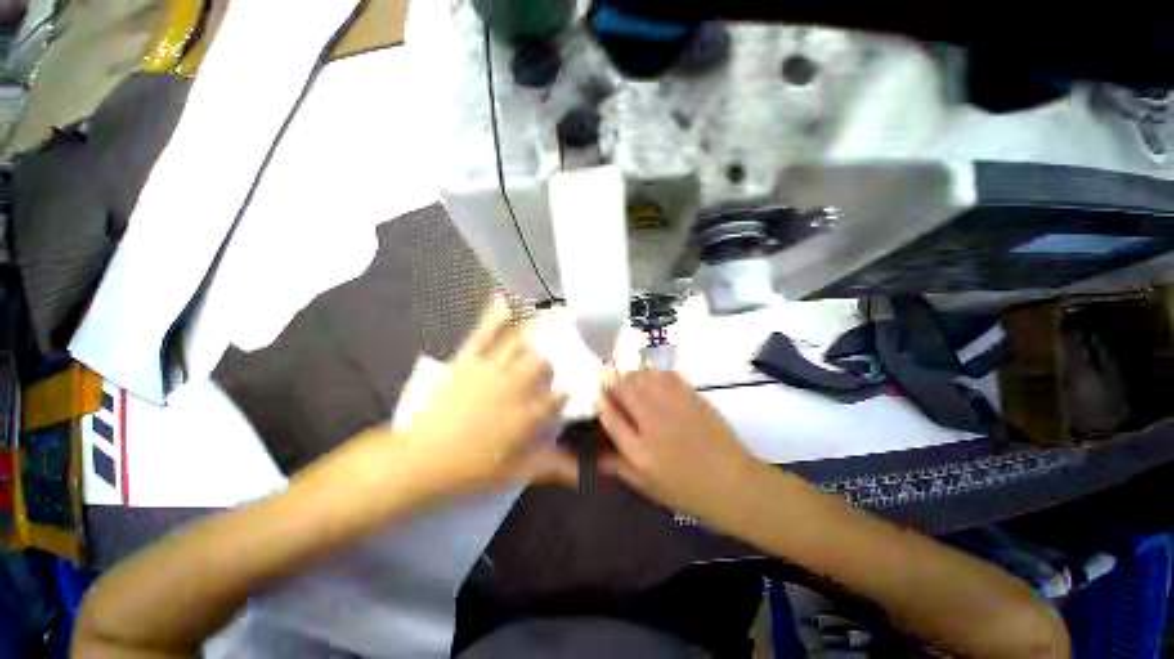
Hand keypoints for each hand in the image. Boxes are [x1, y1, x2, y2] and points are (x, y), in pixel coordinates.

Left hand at [396, 305, 575, 497]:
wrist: (420, 458)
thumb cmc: (470, 468)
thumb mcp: (516, 472)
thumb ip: (553, 466)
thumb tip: (586, 472)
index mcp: (528, 413)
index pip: (559, 395)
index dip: (570, 386)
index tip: (579, 379)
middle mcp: (515, 386)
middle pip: (543, 363)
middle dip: (556, 354)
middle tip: (568, 342)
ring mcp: (491, 370)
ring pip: (521, 344)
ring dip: (539, 328)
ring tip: (554, 313)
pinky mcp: (468, 361)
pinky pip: (483, 334)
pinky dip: (493, 315)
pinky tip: (503, 299)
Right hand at [597, 369, 761, 518]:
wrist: (734, 484)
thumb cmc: (687, 490)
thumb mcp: (648, 485)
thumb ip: (620, 466)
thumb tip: (596, 456)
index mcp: (639, 449)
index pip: (611, 416)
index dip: (601, 401)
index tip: (598, 395)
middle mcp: (654, 421)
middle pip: (625, 387)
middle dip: (614, 382)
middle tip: (615, 387)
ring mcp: (674, 405)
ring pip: (645, 376)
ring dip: (634, 375)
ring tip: (634, 383)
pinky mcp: (692, 396)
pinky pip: (668, 374)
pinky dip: (656, 373)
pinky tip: (656, 380)